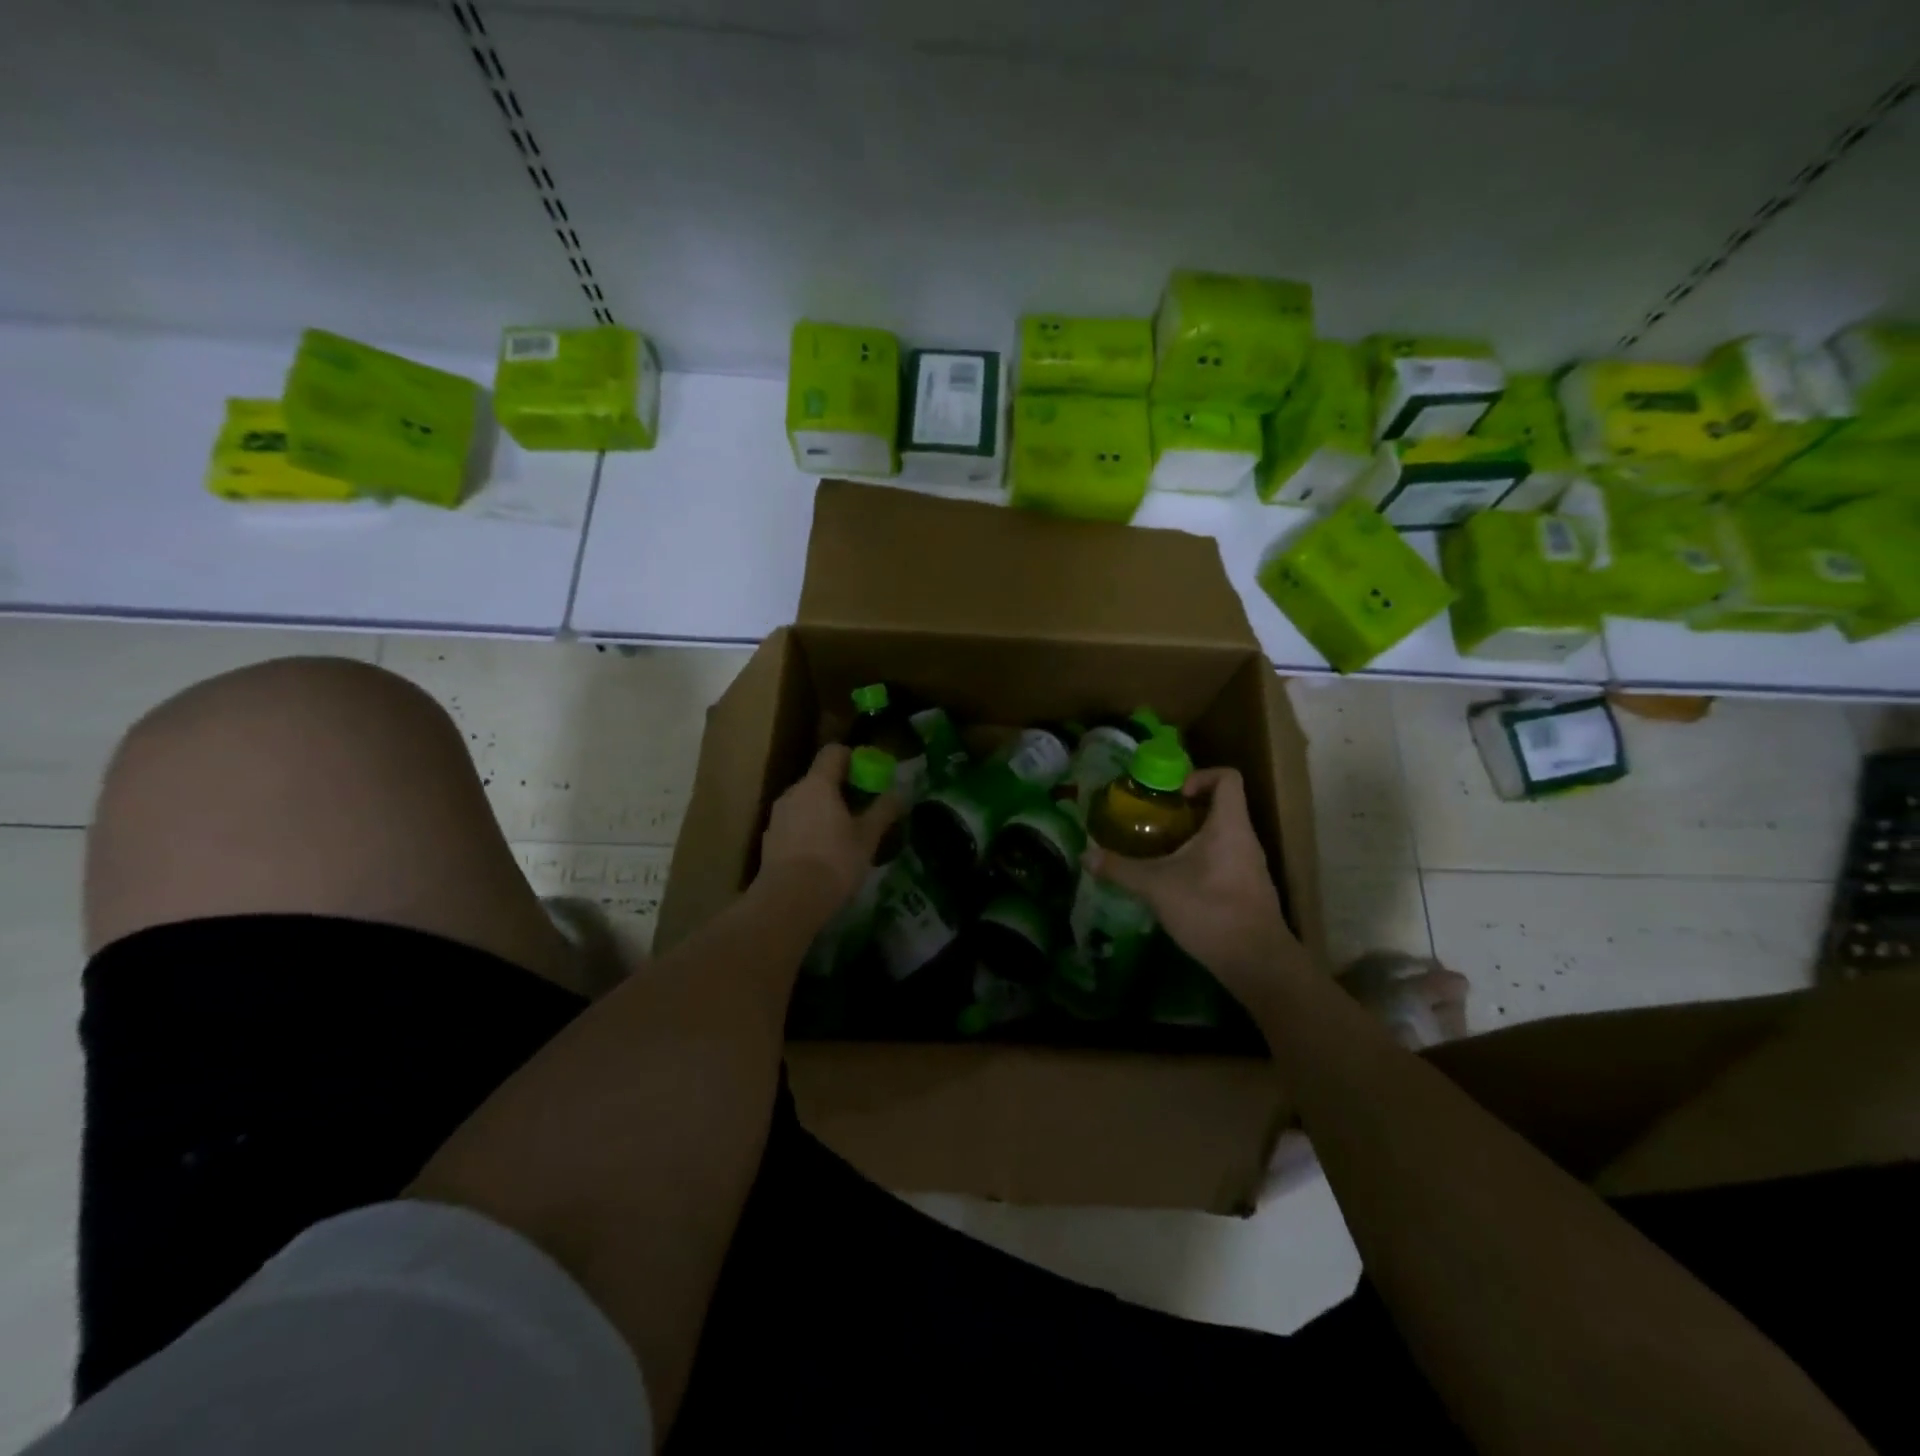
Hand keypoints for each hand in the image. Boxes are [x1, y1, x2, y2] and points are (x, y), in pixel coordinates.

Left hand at [758, 744, 902, 915]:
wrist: (788, 902)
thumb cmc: (834, 862)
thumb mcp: (868, 837)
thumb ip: (884, 810)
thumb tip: (900, 793)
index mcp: (818, 784)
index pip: (834, 752)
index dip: (854, 759)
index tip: (870, 778)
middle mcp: (794, 792)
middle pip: (820, 778)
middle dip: (842, 789)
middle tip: (862, 811)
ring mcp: (778, 816)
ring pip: (806, 802)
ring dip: (825, 811)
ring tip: (844, 837)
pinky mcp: (770, 839)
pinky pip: (795, 823)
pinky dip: (809, 830)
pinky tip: (822, 855)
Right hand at [1083, 767, 1303, 990]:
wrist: (1257, 962)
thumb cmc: (1209, 909)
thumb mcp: (1156, 886)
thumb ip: (1120, 869)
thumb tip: (1086, 855)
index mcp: (1229, 825)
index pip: (1227, 778)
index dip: (1200, 776)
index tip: (1174, 795)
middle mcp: (1246, 839)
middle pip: (1222, 807)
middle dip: (1187, 811)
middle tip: (1155, 822)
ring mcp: (1252, 867)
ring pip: (1223, 837)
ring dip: (1194, 839)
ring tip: (1162, 852)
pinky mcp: (1251, 891)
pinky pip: (1226, 862)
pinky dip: (1203, 864)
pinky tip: (1178, 884)